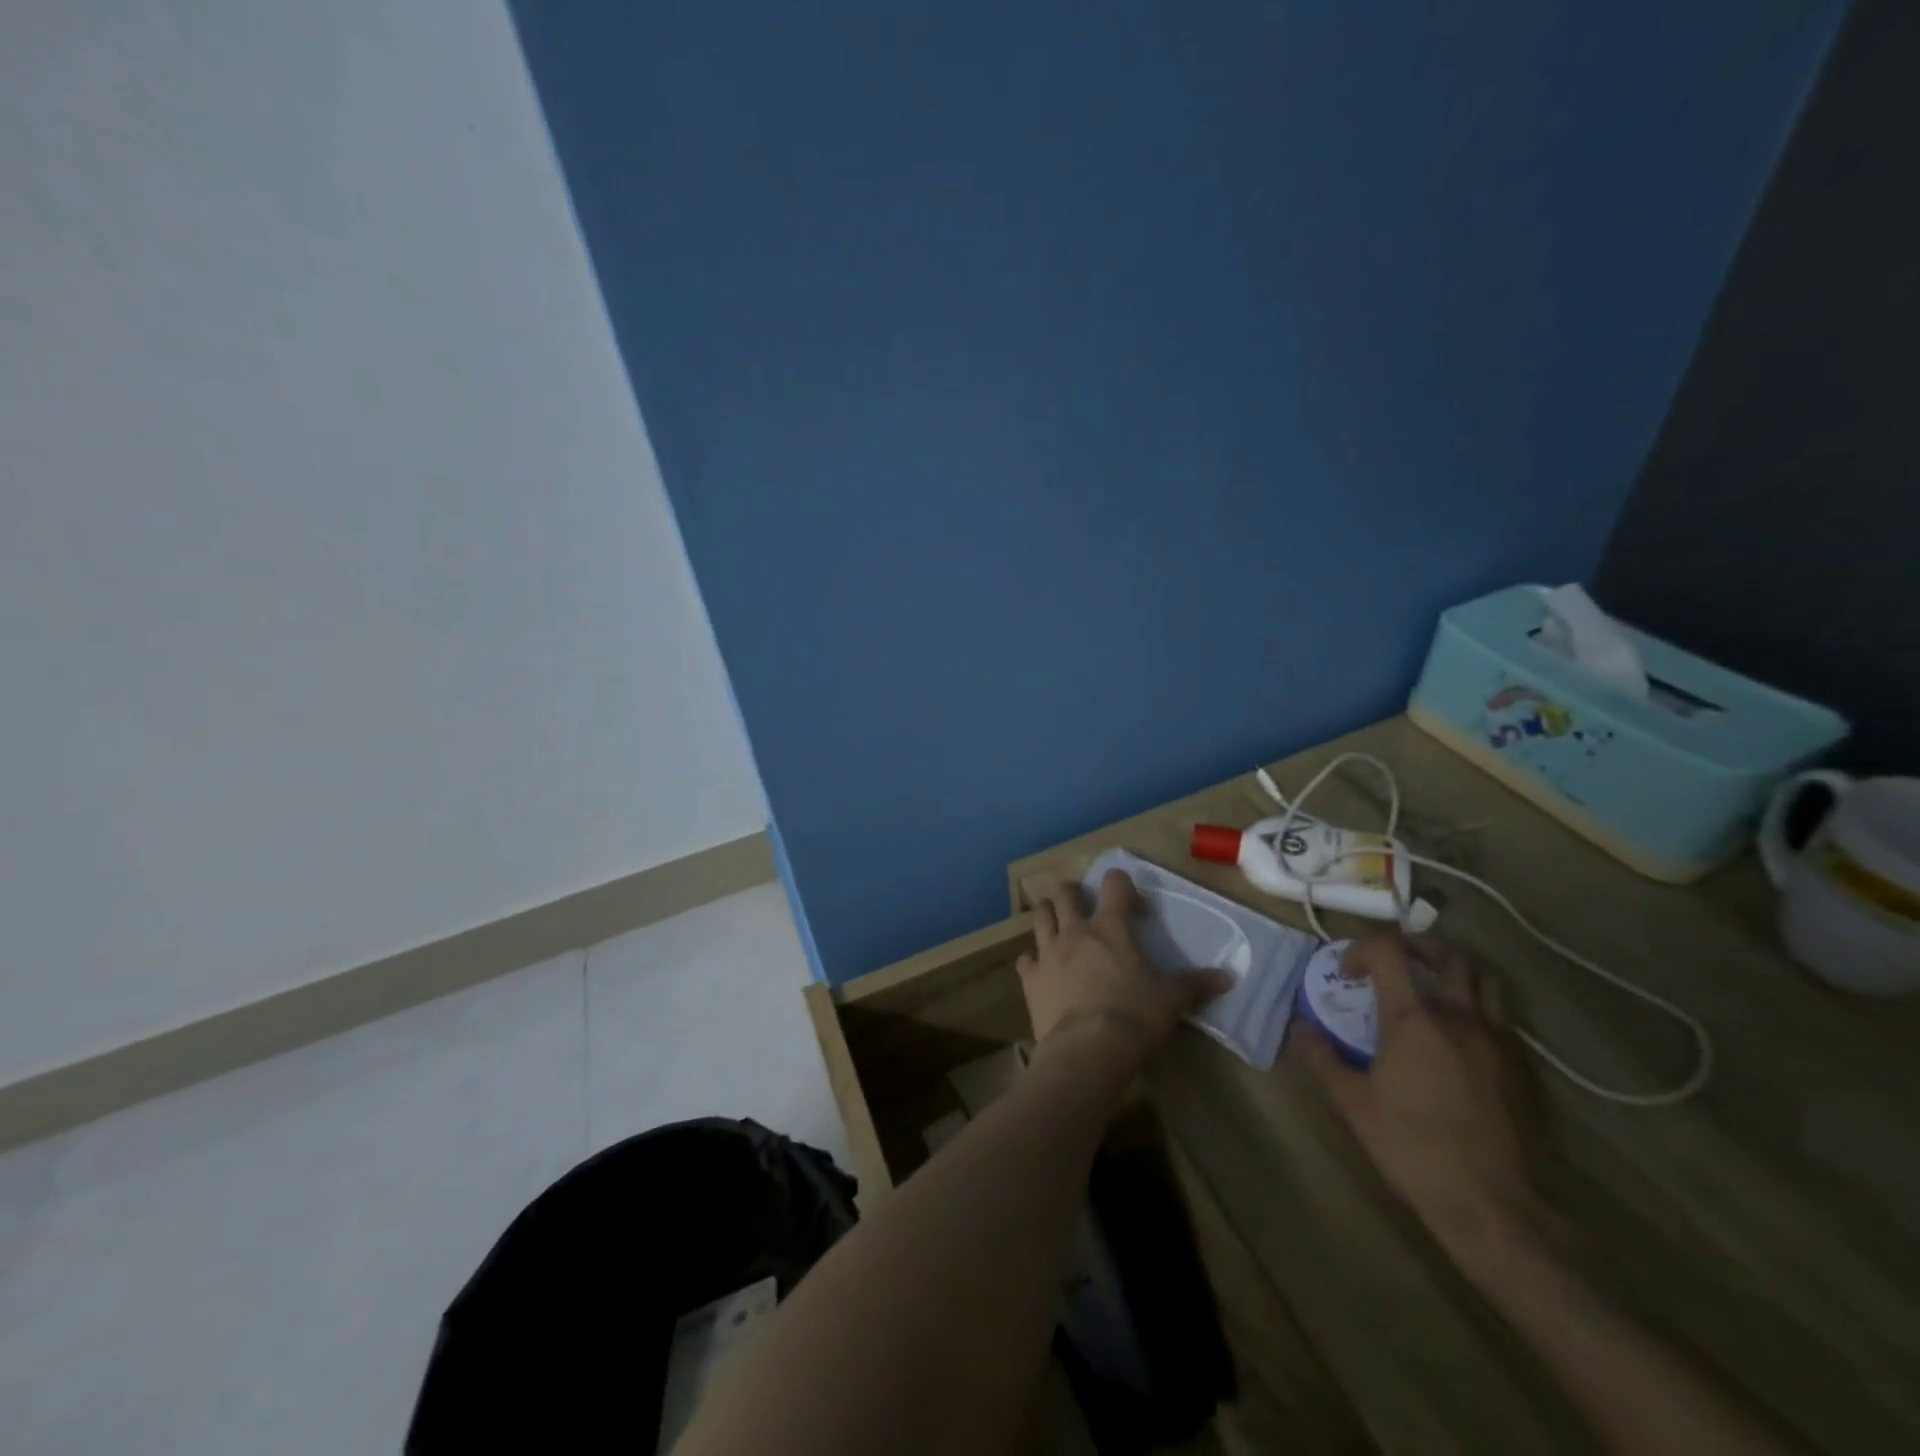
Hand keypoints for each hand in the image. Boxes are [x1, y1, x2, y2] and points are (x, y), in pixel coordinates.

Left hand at [1018, 870, 1231, 1067]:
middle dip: (1074, 893)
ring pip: (1039, 916)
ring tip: (1057, 924)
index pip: (1115, 884)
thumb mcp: (1171, 1000)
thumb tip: (1229, 977)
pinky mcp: (1030, 978)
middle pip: (1066, 893)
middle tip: (1085, 906)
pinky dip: (1032, 960)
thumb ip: (1196, 984)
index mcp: (1111, 928)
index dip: (1123, 886)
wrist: (1088, 1049)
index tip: (1134, 906)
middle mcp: (1075, 931)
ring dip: (1048, 914)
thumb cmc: (1135, 1017)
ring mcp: (1048, 952)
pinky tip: (1040, 970)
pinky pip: (1024, 959)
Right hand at [1295, 935, 1541, 1261]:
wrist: (1493, 1207)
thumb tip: (1301, 1028)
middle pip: (1446, 953)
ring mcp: (1496, 1040)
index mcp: (1414, 1019)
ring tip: (1430, 987)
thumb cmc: (1412, 1149)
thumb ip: (1322, 1058)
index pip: (1388, 951)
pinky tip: (1458, 1034)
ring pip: (1483, 980)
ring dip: (1453, 971)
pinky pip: (1500, 1015)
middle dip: (1415, 945)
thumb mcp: (1352, 1104)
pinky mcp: (1519, 1066)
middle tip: (1393, 961)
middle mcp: (1459, 1017)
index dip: (1361, 950)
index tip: (1346, 974)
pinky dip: (1476, 1005)